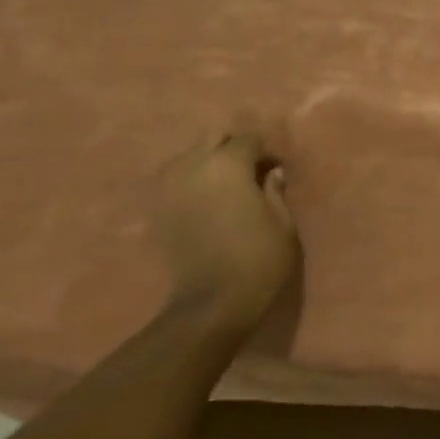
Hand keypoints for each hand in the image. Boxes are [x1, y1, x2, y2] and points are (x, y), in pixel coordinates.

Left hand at [150, 124, 297, 320]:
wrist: (212, 301)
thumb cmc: (259, 259)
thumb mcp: (282, 223)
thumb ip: (274, 191)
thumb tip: (271, 172)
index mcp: (228, 165)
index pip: (248, 138)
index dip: (266, 150)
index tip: (278, 167)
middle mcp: (193, 165)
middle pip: (212, 137)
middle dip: (233, 147)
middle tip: (251, 170)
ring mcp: (169, 186)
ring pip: (189, 156)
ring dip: (209, 162)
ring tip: (226, 186)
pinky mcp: (157, 208)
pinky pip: (175, 179)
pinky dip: (191, 182)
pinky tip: (206, 201)